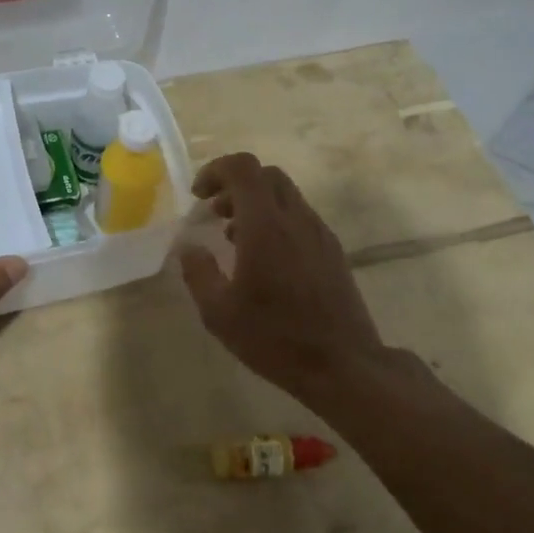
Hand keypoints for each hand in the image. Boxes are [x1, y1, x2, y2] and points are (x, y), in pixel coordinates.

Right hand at [179, 153, 386, 403]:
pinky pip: (299, 217)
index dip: (216, 170)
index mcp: (265, 225)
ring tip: (233, 238)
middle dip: (235, 184)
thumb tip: (190, 247)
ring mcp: (319, 232)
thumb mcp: (219, 312)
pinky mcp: (332, 250)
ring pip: (285, 195)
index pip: (243, 168)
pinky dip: (275, 220)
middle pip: (266, 175)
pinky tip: (264, 259)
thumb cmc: (275, 337)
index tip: (198, 195)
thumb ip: (198, 272)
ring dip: (255, 203)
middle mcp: (295, 218)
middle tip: (214, 212)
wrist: (343, 365)